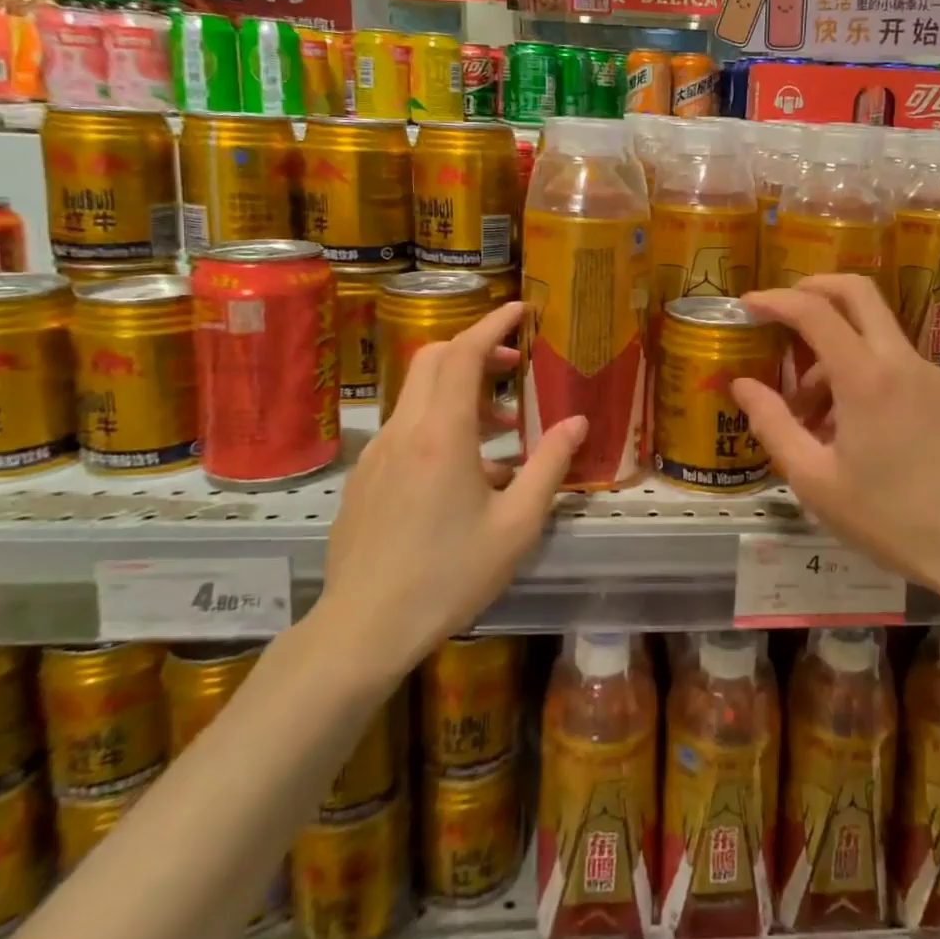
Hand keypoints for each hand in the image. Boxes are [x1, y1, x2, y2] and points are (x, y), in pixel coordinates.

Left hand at [315, 302, 585, 678]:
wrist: (362, 629)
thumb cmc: (448, 576)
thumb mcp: (516, 525)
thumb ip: (549, 466)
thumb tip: (577, 423)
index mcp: (442, 435)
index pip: (463, 353)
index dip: (492, 324)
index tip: (520, 309)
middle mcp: (404, 430)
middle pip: (434, 360)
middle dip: (476, 349)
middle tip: (514, 366)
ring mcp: (377, 453)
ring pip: (419, 395)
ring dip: (460, 392)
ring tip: (501, 431)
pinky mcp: (365, 477)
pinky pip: (406, 429)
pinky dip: (439, 424)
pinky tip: (464, 474)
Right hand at [733, 275, 939, 605]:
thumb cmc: (891, 518)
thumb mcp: (815, 480)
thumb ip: (772, 425)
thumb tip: (741, 385)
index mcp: (866, 377)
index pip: (815, 312)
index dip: (776, 300)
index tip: (748, 304)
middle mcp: (901, 361)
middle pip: (858, 293)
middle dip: (815, 288)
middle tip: (781, 309)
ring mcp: (930, 376)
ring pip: (875, 332)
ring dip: (835, 345)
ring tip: (807, 408)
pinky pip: (893, 362)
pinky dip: (861, 369)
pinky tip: (847, 423)